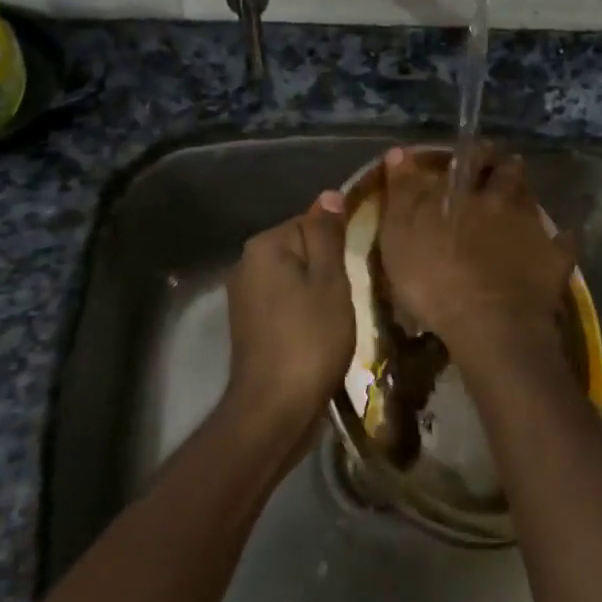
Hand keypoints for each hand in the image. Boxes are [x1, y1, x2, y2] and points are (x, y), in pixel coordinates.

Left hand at [222, 190, 353, 446]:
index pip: (310, 222)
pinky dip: (303, 312)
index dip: (338, 244)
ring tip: (340, 317)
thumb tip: (329, 195)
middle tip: (353, 295)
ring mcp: (243, 296)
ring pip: (294, 279)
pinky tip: (321, 333)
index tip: (358, 268)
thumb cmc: (310, 338)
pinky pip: (284, 303)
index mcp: (264, 246)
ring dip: (318, 292)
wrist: (275, 407)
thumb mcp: (330, 281)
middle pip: (300, 250)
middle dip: (328, 268)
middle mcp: (246, 264)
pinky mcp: (248, 324)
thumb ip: (327, 235)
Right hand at [378, 144, 576, 361]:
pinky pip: (564, 242)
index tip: (472, 151)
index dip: (472, 151)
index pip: (471, 157)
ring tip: (519, 202)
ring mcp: (532, 229)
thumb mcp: (398, 237)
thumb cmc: (433, 280)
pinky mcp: (554, 260)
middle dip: (505, 167)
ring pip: (532, 200)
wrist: (489, 324)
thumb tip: (399, 151)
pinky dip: (560, 238)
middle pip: (509, 173)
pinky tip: (559, 240)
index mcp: (464, 193)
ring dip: (526, 197)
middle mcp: (502, 201)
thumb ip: (401, 193)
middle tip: (499, 171)